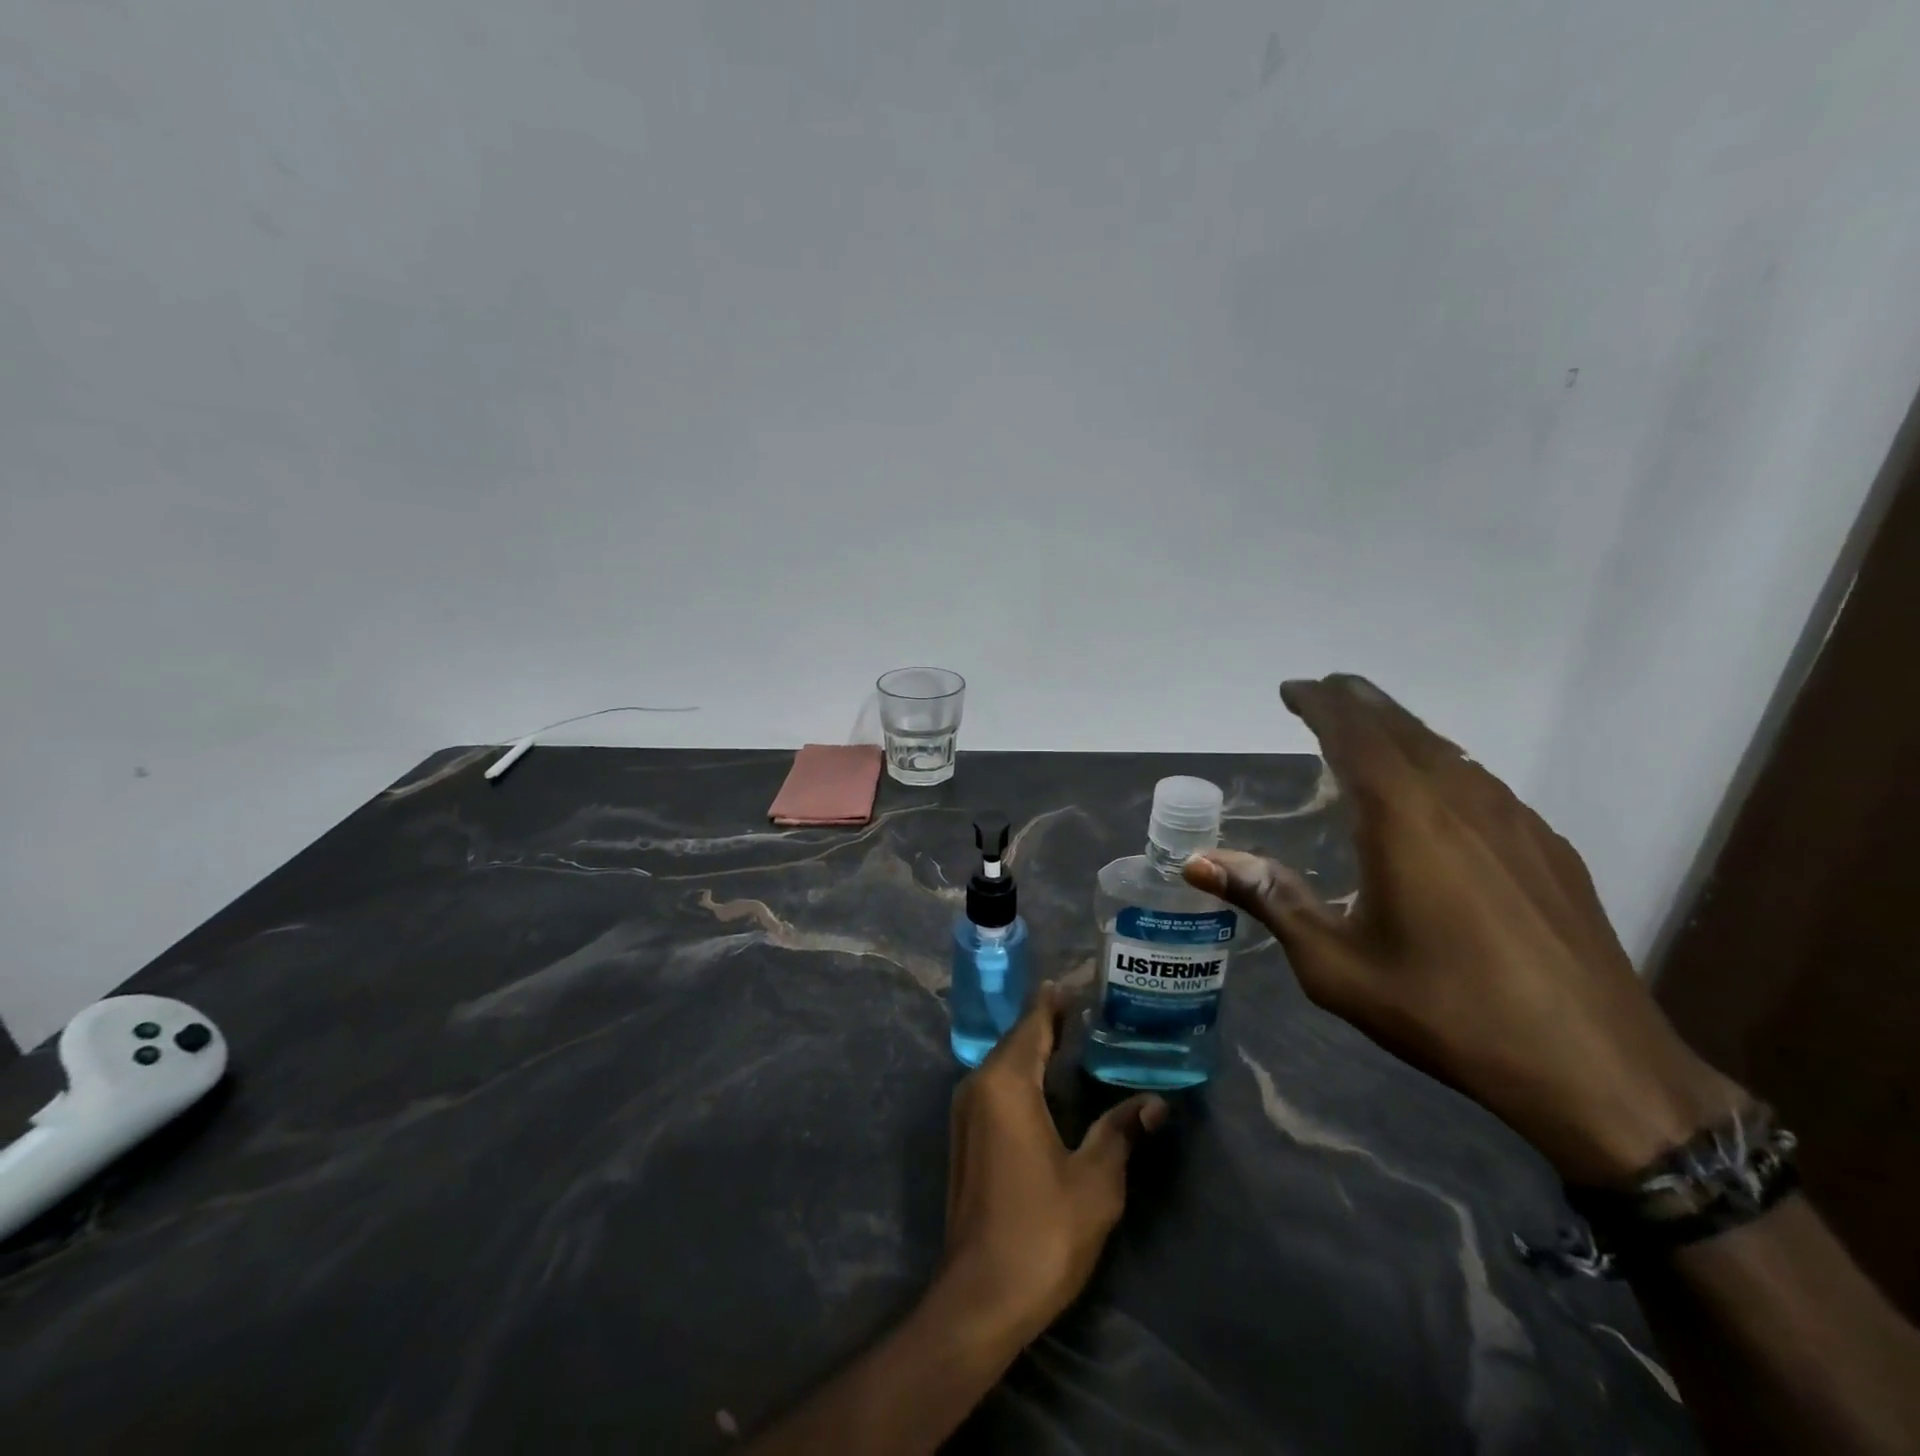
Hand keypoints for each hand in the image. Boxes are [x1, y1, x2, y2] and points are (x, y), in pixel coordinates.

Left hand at [941, 984, 1167, 1344]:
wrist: (980, 1296)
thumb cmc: (1041, 1231)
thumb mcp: (1095, 1181)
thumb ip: (1121, 1132)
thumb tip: (1156, 1103)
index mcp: (1007, 1082)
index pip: (1033, 1023)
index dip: (1056, 1000)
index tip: (1081, 981)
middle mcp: (979, 1084)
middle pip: (1017, 1039)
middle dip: (1049, 1021)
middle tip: (1090, 1008)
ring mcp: (966, 1110)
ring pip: (1005, 1062)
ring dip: (1036, 1048)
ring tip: (1076, 1037)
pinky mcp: (966, 1135)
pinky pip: (996, 1085)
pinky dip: (1023, 1073)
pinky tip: (1050, 1084)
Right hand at [1184, 674, 1742, 1186]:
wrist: (1595, 1068)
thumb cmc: (1445, 1010)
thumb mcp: (1336, 964)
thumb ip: (1270, 900)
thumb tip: (1198, 863)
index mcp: (1404, 817)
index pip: (1354, 732)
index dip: (1319, 703)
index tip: (1291, 690)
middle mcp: (1460, 800)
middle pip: (1403, 727)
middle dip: (1359, 701)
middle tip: (1325, 692)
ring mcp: (1514, 820)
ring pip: (1447, 750)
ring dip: (1401, 731)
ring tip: (1370, 732)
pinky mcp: (1548, 848)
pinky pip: (1481, 782)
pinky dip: (1441, 766)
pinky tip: (1436, 796)